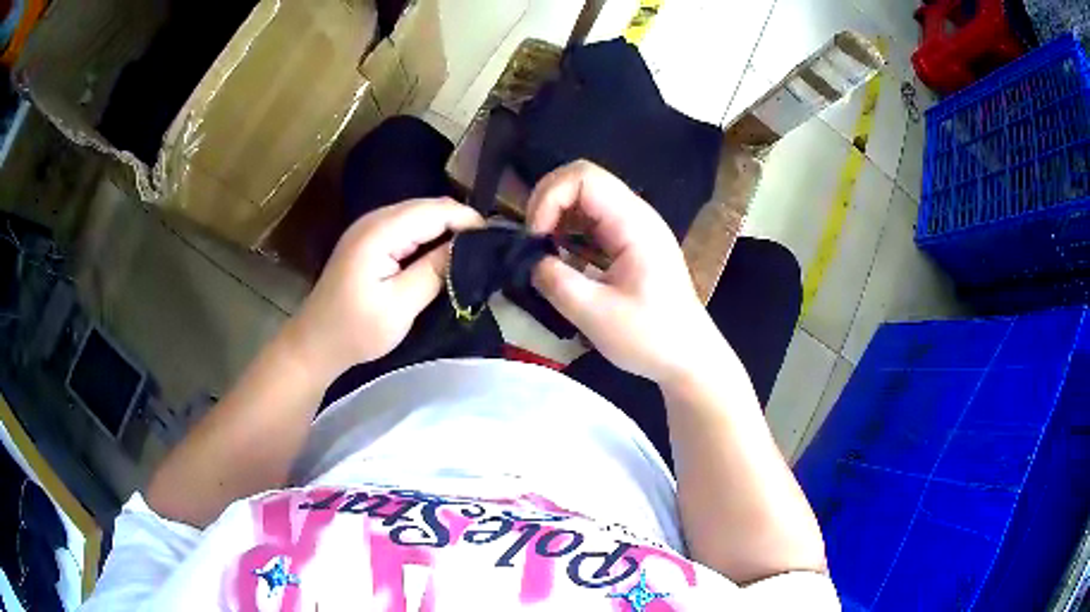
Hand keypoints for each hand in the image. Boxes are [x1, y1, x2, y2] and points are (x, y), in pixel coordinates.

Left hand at [285, 198, 483, 381]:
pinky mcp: (368, 239)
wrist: (315, 343)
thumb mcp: (400, 306)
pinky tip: (441, 254)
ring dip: (445, 228)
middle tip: (487, 249)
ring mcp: (369, 227)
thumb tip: (470, 247)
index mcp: (379, 232)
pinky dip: (428, 235)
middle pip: (427, 206)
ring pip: (419, 214)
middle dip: (459, 222)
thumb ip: (435, 271)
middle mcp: (374, 219)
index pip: (434, 211)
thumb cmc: (355, 331)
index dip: (468, 220)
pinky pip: (407, 226)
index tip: (496, 242)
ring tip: (471, 252)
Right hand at [529, 161, 724, 384]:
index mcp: (633, 223)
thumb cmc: (650, 337)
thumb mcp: (595, 314)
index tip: (535, 237)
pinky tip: (560, 257)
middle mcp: (635, 215)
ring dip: (556, 216)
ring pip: (585, 198)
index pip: (584, 177)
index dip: (549, 197)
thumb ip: (555, 281)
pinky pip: (592, 220)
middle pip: (582, 180)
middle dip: (547, 202)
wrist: (689, 356)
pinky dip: (569, 230)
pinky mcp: (629, 242)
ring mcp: (634, 227)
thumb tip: (530, 260)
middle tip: (532, 241)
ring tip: (541, 250)